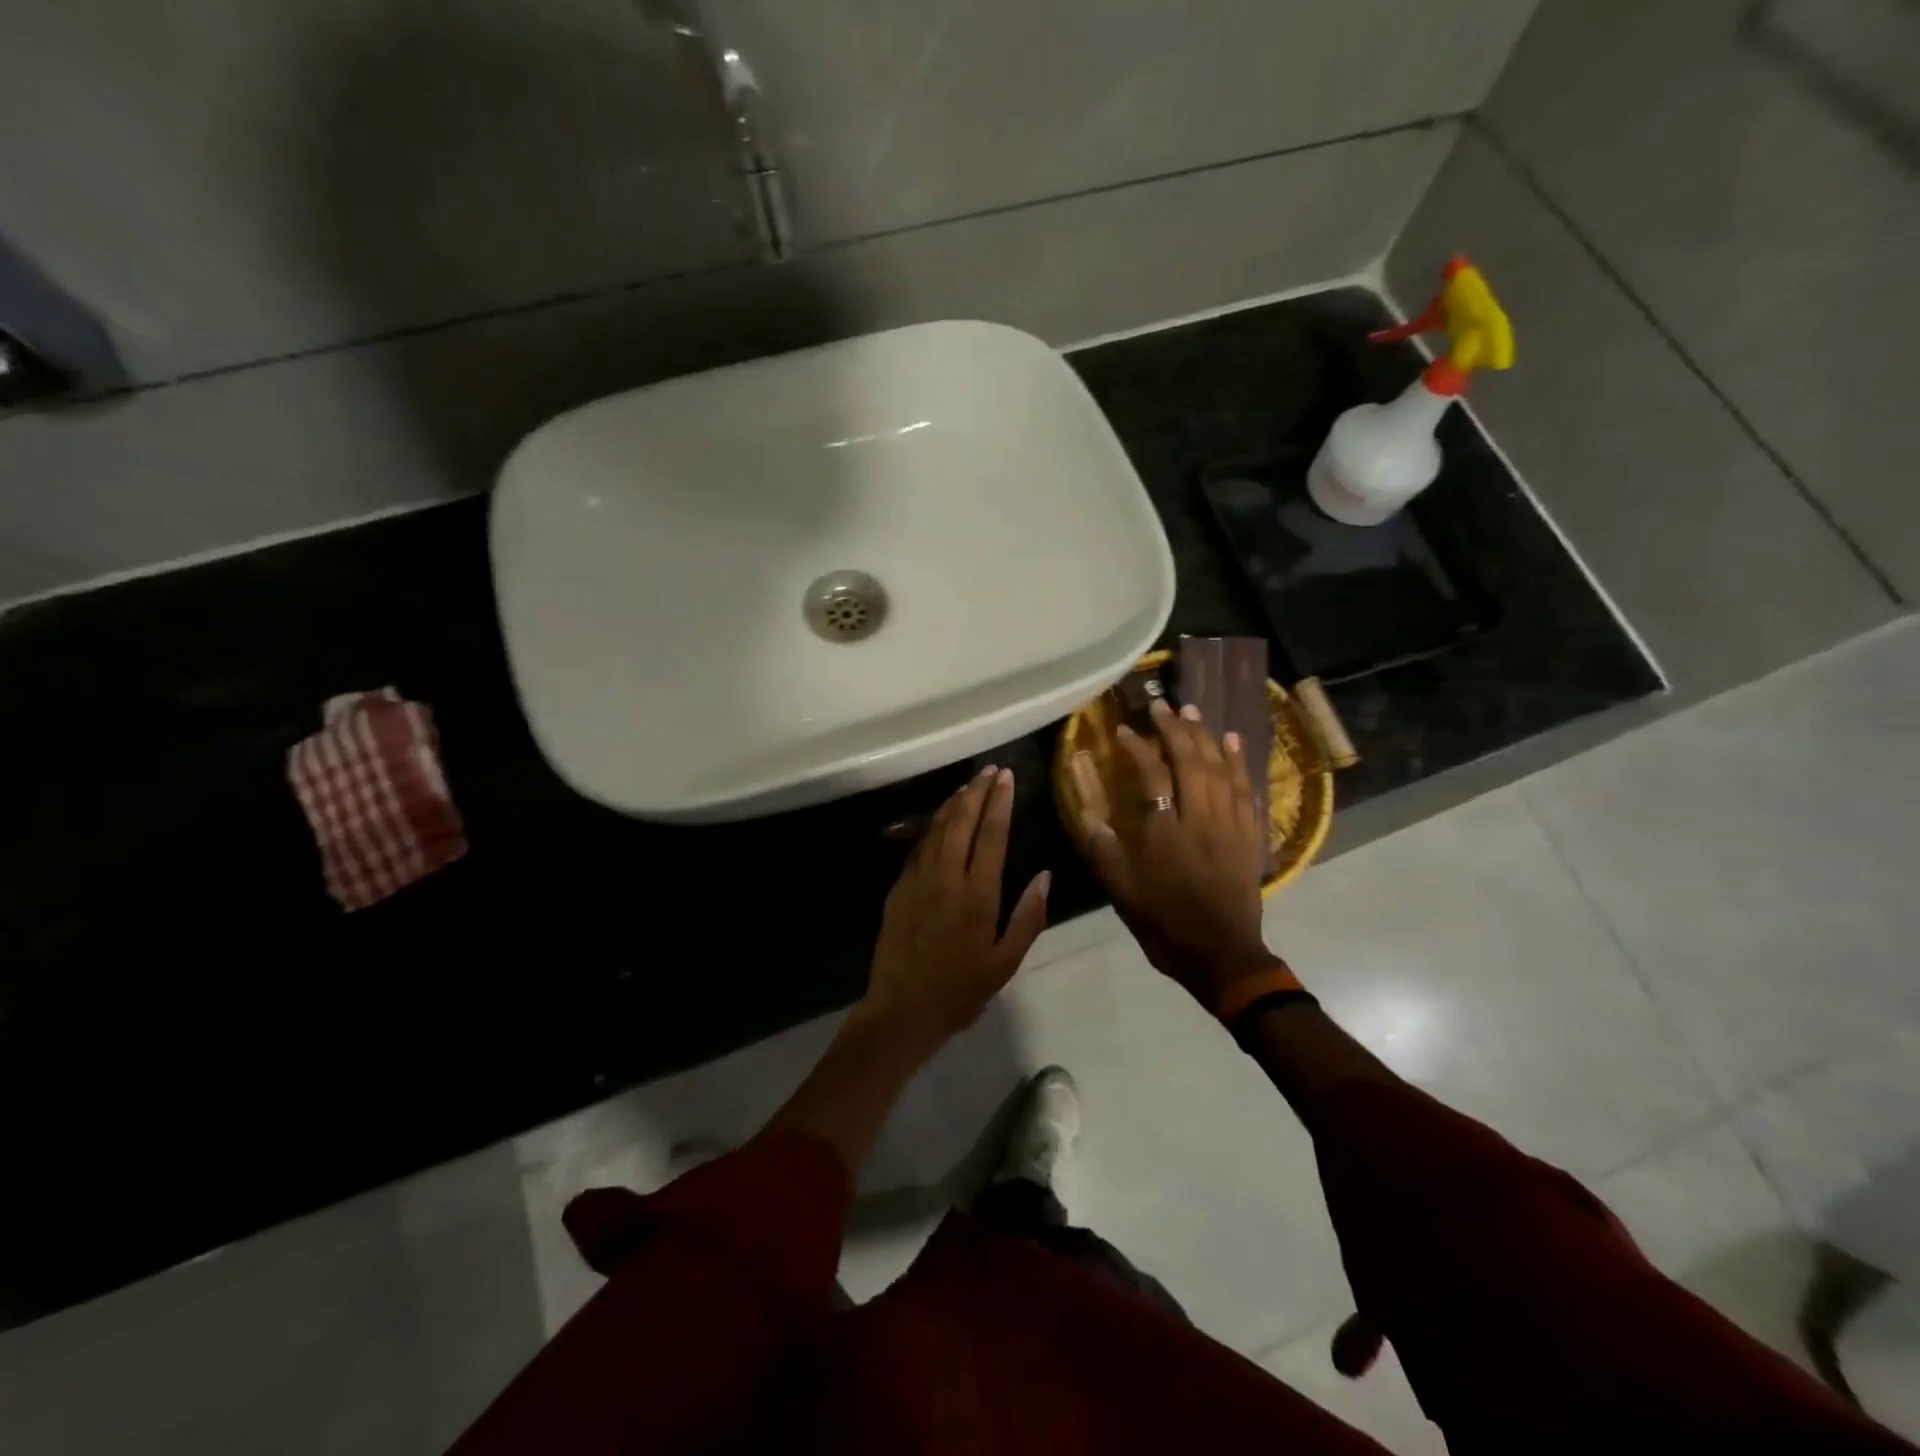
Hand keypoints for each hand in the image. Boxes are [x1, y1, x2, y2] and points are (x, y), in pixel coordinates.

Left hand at [862, 765, 1051, 1046]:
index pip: (991, 836)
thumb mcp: (1005, 962)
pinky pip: (919, 847)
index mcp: (977, 895)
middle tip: (989, 771)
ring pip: (936, 829)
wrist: (902, 1011)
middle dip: (976, 792)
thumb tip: (1045, 876)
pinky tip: (940, 821)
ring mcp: (918, 880)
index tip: (1006, 778)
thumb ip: (1028, 917)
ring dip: (953, 804)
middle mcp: (946, 878)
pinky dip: (932, 827)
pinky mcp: (899, 888)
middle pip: (961, 822)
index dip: (1000, 803)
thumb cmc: (961, 990)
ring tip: (967, 786)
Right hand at [1072, 699, 1279, 1007]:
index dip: (1138, 748)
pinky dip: (1240, 762)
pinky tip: (1235, 743)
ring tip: (1195, 712)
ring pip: (1222, 769)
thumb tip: (1088, 812)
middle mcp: (1200, 819)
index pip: (1152, 774)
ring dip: (1207, 737)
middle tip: (1163, 706)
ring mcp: (1230, 825)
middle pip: (1192, 761)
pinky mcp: (1250, 835)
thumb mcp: (1121, 891)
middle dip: (1176, 729)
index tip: (1125, 731)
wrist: (1222, 955)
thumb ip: (1103, 849)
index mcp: (1165, 831)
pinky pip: (1247, 789)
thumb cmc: (1164, 923)